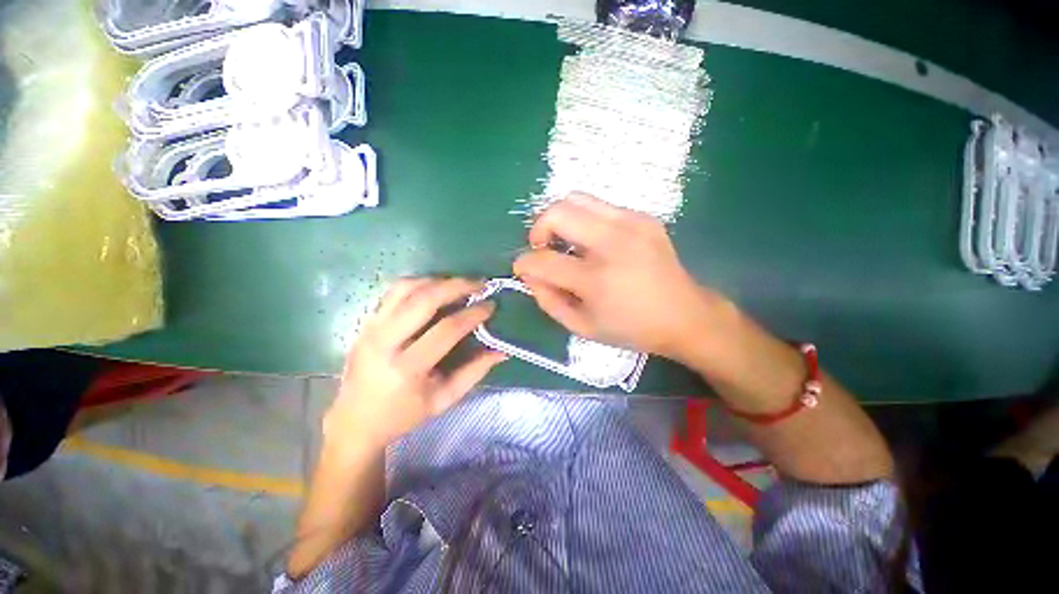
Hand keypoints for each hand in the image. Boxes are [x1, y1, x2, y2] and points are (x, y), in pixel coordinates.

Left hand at [324, 278, 506, 449]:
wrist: (355, 420)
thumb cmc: (403, 414)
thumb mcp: (444, 399)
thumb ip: (474, 372)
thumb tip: (502, 350)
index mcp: (407, 368)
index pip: (447, 329)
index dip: (473, 314)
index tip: (491, 306)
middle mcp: (385, 342)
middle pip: (424, 300)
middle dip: (457, 286)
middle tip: (480, 283)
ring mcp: (371, 328)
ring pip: (406, 288)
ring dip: (437, 280)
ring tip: (459, 283)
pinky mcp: (366, 322)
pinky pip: (393, 291)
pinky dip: (418, 283)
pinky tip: (435, 286)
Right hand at [513, 193, 734, 361]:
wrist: (685, 315)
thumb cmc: (631, 329)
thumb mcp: (581, 327)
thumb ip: (548, 300)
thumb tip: (529, 275)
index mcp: (597, 280)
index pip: (544, 260)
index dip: (524, 263)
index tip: (522, 268)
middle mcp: (614, 244)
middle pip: (557, 213)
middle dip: (538, 228)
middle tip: (542, 248)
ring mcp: (632, 224)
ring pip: (576, 198)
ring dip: (559, 219)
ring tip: (564, 241)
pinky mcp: (643, 217)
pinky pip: (599, 206)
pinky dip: (584, 220)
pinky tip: (592, 242)